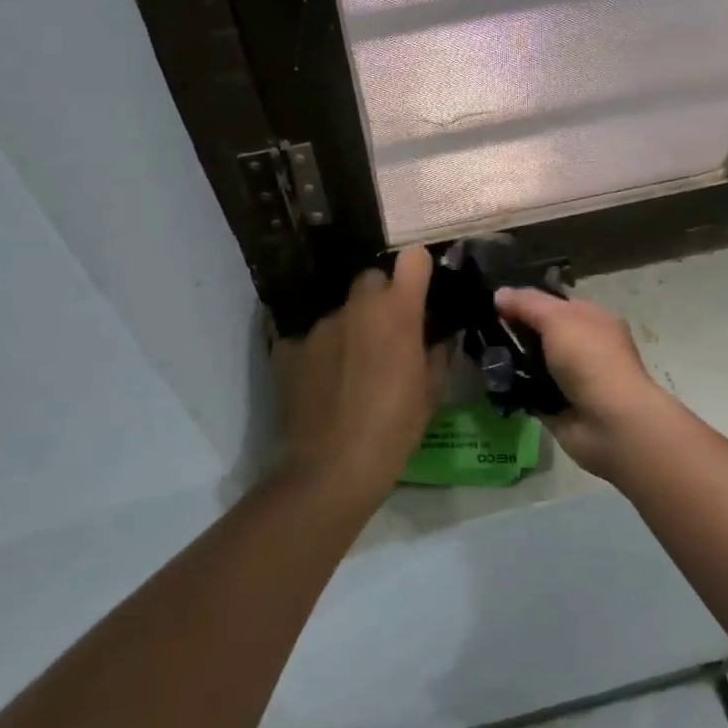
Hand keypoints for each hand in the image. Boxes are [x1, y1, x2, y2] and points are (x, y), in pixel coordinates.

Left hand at [272, 246, 444, 499]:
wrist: (332, 468)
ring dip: (350, 328)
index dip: (418, 270)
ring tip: (352, 369)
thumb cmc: (395, 429)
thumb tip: (439, 339)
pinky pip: (311, 339)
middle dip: (381, 298)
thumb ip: (437, 355)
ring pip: (340, 312)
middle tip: (387, 333)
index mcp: (397, 312)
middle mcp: (356, 307)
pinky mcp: (288, 348)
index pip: (412, 260)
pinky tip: (323, 383)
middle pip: (370, 280)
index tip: (421, 289)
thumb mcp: (431, 394)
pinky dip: (320, 353)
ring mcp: (318, 326)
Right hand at [491, 288, 687, 480]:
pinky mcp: (558, 407)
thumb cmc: (590, 360)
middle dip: (515, 331)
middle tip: (481, 329)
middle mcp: (585, 347)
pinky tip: (490, 381)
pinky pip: (529, 392)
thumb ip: (527, 303)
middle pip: (543, 333)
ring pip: (534, 363)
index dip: (526, 301)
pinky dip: (513, 389)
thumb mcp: (558, 319)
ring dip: (511, 361)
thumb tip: (499, 294)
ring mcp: (572, 379)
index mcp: (593, 320)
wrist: (611, 423)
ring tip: (481, 354)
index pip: (556, 304)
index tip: (495, 304)